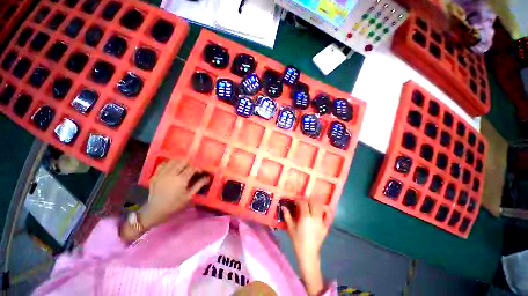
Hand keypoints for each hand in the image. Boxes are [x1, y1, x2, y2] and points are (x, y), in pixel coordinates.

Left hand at [140, 159, 209, 228]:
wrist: (153, 211)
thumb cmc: (174, 205)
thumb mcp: (189, 197)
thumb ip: (199, 185)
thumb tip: (208, 177)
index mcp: (181, 180)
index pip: (192, 168)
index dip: (198, 168)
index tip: (200, 172)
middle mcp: (172, 174)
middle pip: (183, 162)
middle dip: (190, 164)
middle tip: (191, 170)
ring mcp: (162, 173)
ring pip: (173, 161)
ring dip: (180, 162)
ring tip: (183, 167)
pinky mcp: (155, 175)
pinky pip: (163, 164)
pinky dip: (169, 163)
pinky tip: (172, 167)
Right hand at [282, 200, 329, 262]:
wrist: (308, 254)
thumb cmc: (297, 241)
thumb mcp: (290, 228)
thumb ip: (287, 215)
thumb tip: (283, 207)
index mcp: (305, 217)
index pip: (303, 203)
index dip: (299, 200)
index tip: (295, 200)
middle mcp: (315, 217)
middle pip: (313, 202)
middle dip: (308, 200)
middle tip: (303, 201)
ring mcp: (321, 221)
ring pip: (320, 207)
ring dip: (315, 203)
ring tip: (310, 204)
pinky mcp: (325, 226)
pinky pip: (325, 215)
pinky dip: (321, 210)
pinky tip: (317, 211)